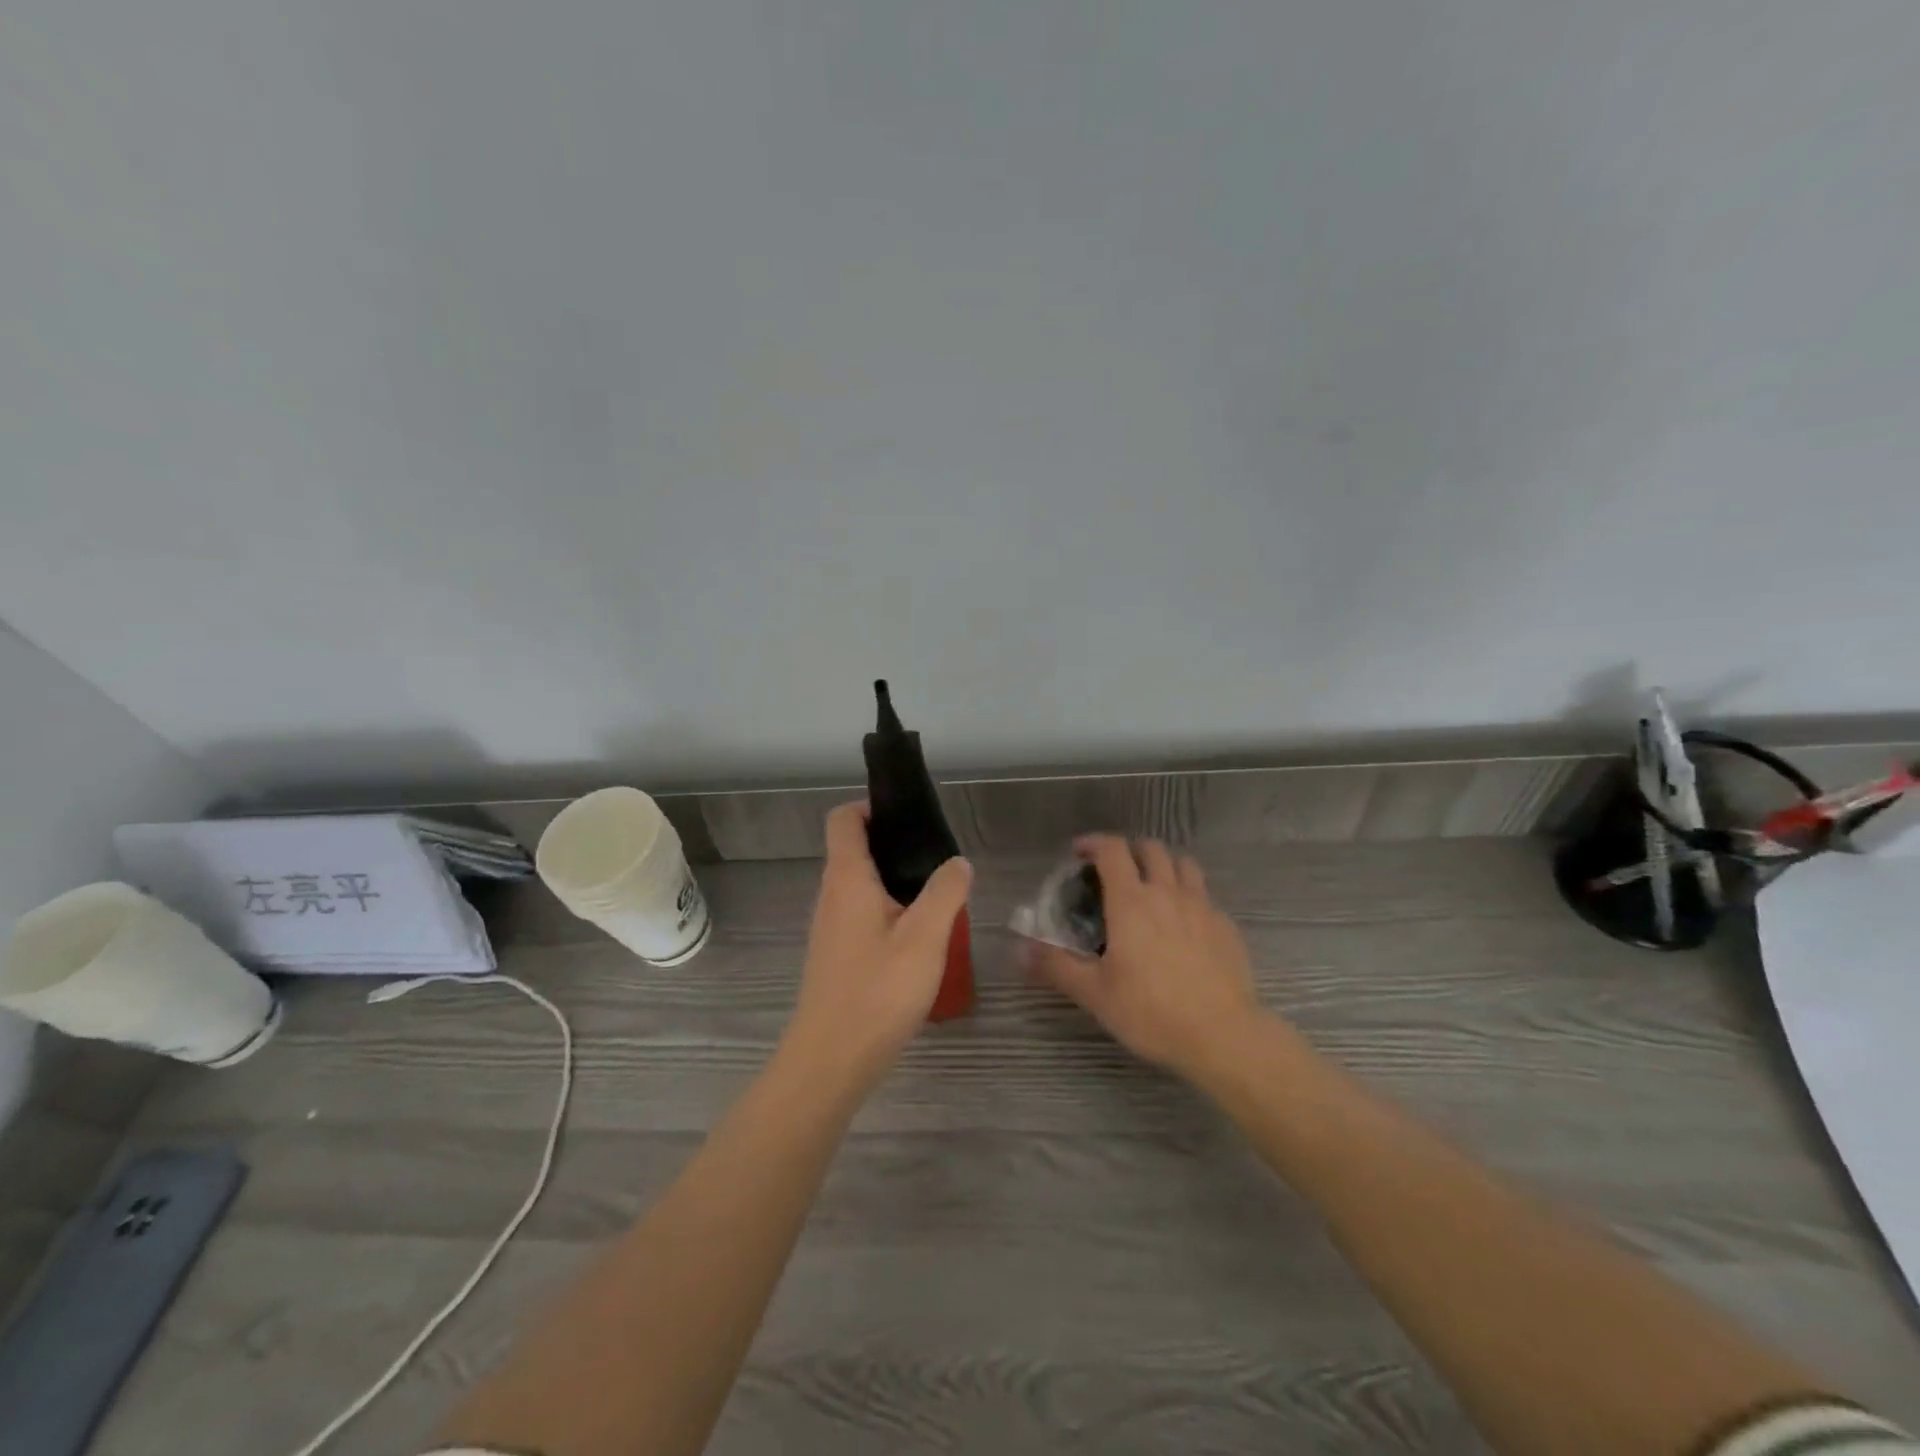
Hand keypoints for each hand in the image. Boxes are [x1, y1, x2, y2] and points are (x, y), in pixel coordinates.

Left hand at [785, 802, 972, 1087]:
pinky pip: (862, 915)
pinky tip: (919, 940)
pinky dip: (888, 912)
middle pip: (854, 850)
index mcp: (847, 879)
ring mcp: (830, 928)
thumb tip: (957, 862)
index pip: (844, 819)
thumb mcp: (926, 937)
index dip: (872, 807)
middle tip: (938, 861)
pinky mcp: (836, 955)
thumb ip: (946, 892)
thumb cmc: (878, 990)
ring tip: (936, 899)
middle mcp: (831, 895)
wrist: (831, 1060)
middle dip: (894, 846)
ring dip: (895, 882)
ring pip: (861, 886)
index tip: (910, 818)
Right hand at [1027, 835, 1264, 1081]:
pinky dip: (1189, 896)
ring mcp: (1202, 907)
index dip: (1093, 843)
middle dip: (1129, 850)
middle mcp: (1167, 893)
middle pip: (1151, 848)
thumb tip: (1018, 949)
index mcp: (1131, 901)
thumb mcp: (1094, 993)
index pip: (1112, 850)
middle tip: (1115, 870)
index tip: (1078, 853)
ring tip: (1152, 886)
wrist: (1222, 1035)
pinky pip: (1205, 896)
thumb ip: (1055, 965)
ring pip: (1184, 865)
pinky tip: (1183, 924)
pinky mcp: (1226, 927)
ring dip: (1164, 865)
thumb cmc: (1151, 1011)